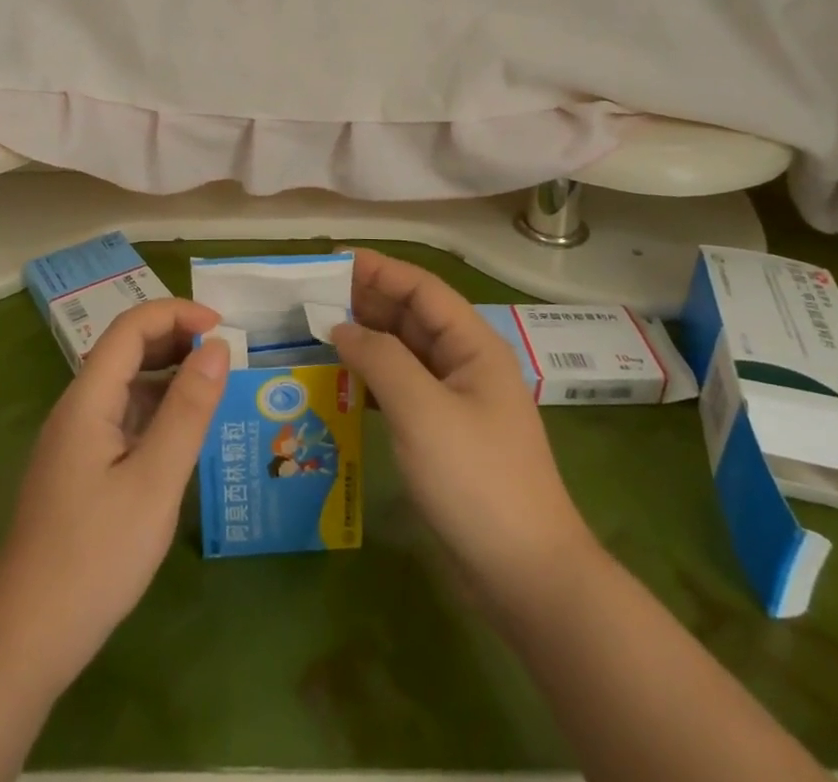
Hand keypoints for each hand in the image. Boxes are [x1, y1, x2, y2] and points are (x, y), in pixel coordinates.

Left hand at [0, 299, 229, 682]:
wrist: (24, 641)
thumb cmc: (95, 557)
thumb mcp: (155, 481)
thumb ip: (188, 410)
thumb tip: (218, 347)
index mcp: (88, 399)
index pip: (132, 327)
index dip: (178, 313)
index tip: (224, 327)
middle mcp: (77, 408)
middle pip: (127, 350)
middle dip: (176, 339)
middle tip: (226, 357)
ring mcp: (75, 439)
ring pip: (125, 384)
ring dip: (169, 374)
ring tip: (214, 390)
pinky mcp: (79, 468)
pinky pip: (122, 417)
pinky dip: (157, 409)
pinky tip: (183, 434)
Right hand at [330, 249, 592, 610]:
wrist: (525, 576)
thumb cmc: (476, 479)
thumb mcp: (422, 411)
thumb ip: (380, 359)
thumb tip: (340, 326)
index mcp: (473, 345)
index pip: (422, 289)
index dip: (379, 270)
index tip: (331, 262)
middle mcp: (466, 364)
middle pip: (412, 317)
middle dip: (366, 302)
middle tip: (312, 297)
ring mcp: (456, 401)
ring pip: (404, 354)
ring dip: (365, 341)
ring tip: (316, 333)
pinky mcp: (443, 435)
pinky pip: (402, 390)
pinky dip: (371, 380)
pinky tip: (339, 382)